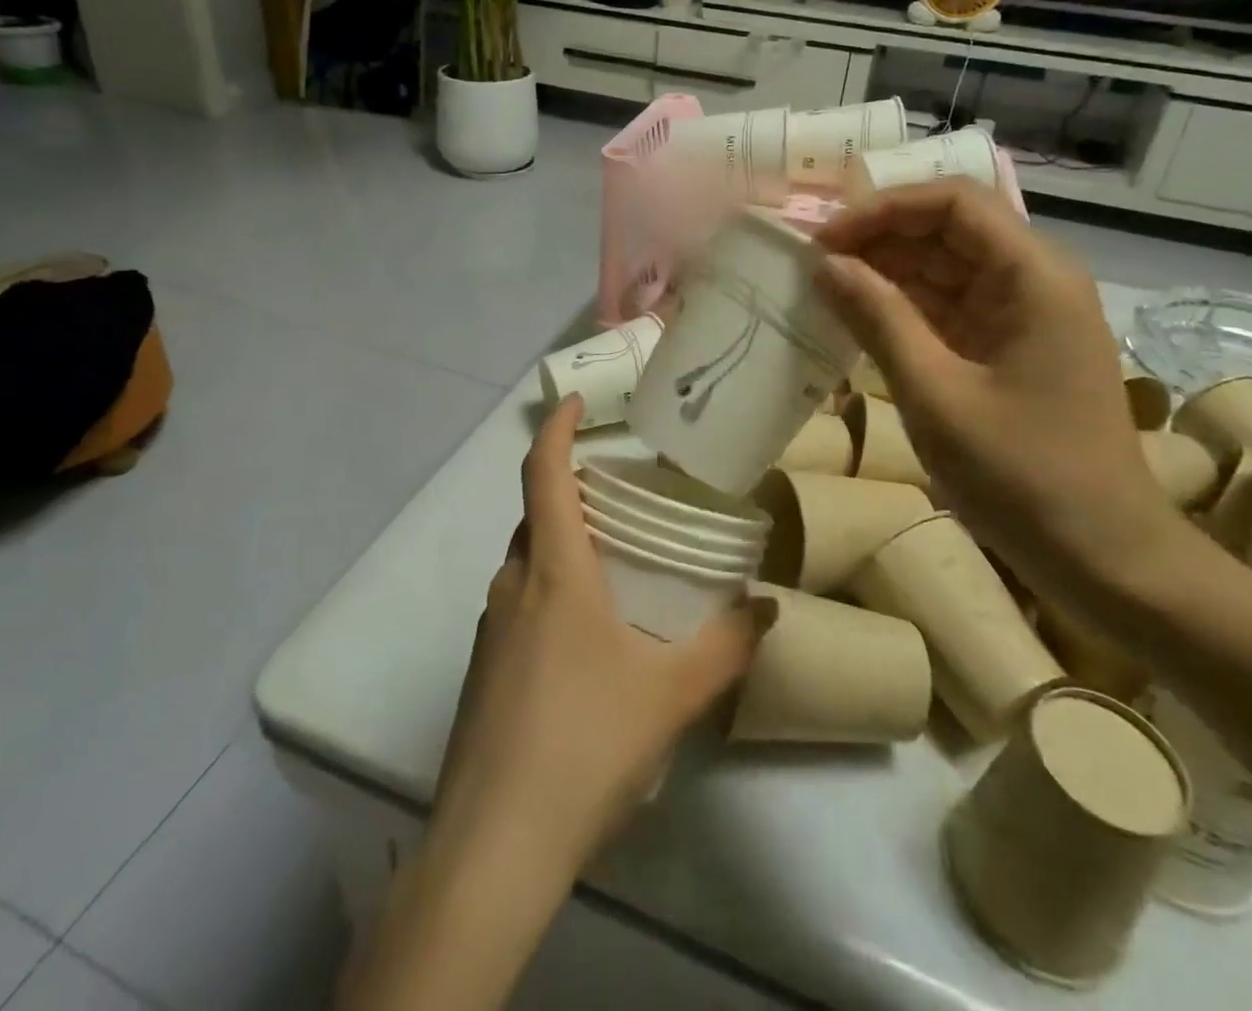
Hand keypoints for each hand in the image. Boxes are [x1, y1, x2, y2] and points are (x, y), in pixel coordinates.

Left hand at [432, 395, 764, 877]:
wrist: (494, 847)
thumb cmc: (584, 745)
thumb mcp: (670, 694)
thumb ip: (726, 647)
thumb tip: (768, 609)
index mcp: (553, 571)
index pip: (543, 473)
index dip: (557, 428)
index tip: (578, 403)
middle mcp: (512, 585)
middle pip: (535, 515)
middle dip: (570, 491)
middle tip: (621, 496)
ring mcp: (490, 629)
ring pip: (526, 562)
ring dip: (562, 546)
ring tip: (614, 564)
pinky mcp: (483, 670)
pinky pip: (518, 604)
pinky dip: (549, 591)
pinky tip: (586, 640)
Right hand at [813, 180, 1181, 607]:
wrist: (1102, 555)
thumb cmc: (1021, 474)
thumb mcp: (935, 394)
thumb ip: (878, 319)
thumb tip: (825, 264)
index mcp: (1032, 276)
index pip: (953, 202)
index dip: (882, 209)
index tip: (824, 240)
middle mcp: (1034, 280)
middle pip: (948, 229)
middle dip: (878, 239)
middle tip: (812, 265)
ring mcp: (1024, 315)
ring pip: (945, 267)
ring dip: (886, 272)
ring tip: (824, 289)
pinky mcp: (1010, 347)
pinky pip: (949, 307)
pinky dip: (903, 308)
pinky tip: (858, 319)